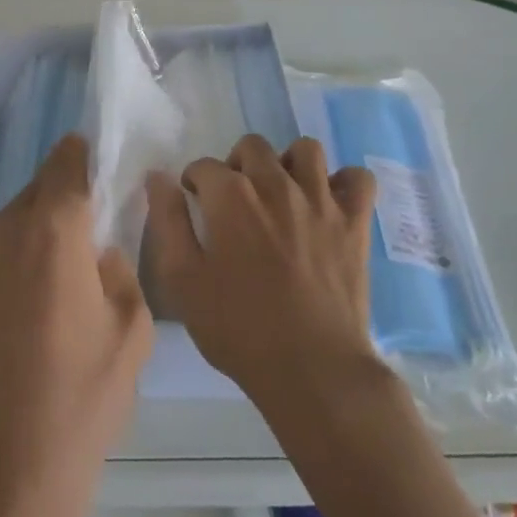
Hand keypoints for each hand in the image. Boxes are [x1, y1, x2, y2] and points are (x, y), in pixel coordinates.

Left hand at [0, 134, 152, 516]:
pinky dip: (11, 263)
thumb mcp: (130, 333)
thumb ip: (119, 271)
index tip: (92, 157)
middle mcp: (3, 228)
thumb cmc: (77, 403)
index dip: (80, 155)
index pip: (66, 163)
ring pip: (12, 224)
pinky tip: (25, 309)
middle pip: (37, 192)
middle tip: (85, 233)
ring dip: (35, 235)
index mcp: (53, 228)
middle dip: (62, 201)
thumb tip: (98, 253)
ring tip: (57, 279)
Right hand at [146, 135, 379, 412]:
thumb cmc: (239, 329)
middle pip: (252, 146)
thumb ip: (168, 222)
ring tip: (282, 194)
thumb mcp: (183, 281)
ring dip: (289, 164)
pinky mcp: (355, 222)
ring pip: (306, 150)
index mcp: (231, 196)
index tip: (196, 205)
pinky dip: (345, 183)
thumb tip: (158, 177)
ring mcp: (320, 199)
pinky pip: (359, 178)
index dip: (195, 183)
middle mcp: (276, 183)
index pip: (204, 166)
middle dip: (237, 165)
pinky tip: (330, 203)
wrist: (313, 370)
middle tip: (235, 201)